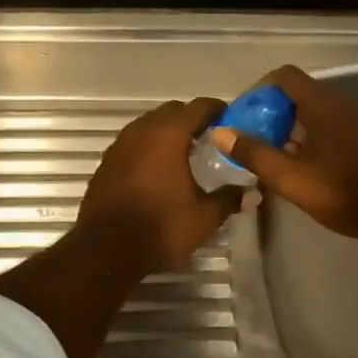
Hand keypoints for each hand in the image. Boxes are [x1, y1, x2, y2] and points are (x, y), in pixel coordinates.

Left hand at [79, 97, 240, 272]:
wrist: (104, 250)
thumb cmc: (160, 228)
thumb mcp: (204, 218)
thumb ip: (229, 199)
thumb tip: (253, 193)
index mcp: (169, 135)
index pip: (199, 107)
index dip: (218, 110)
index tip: (231, 121)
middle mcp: (143, 130)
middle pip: (172, 111)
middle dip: (191, 120)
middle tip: (210, 140)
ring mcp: (120, 144)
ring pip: (149, 125)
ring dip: (168, 133)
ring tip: (185, 156)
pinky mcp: (107, 162)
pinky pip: (134, 143)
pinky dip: (149, 148)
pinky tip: (158, 171)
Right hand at [211, 65, 357, 245]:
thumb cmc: (345, 193)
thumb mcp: (292, 179)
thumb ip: (255, 154)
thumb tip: (221, 132)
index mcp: (323, 105)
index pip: (285, 76)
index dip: (259, 90)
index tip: (245, 117)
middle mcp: (344, 104)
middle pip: (300, 95)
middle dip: (274, 114)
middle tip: (257, 143)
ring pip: (319, 113)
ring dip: (295, 129)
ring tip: (281, 159)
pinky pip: (337, 127)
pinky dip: (317, 138)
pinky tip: (313, 169)